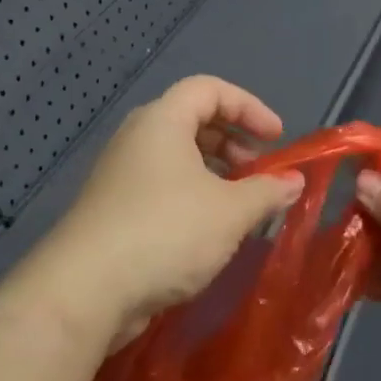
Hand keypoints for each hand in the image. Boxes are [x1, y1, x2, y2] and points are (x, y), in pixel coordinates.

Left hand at [18, 76, 304, 351]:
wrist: (86, 291)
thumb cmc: (166, 232)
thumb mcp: (231, 212)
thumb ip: (267, 191)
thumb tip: (294, 181)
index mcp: (161, 122)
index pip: (209, 89)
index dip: (249, 107)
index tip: (277, 138)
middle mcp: (137, 140)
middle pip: (192, 122)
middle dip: (234, 143)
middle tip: (259, 173)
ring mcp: (121, 176)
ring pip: (177, 160)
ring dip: (215, 175)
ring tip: (241, 207)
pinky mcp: (114, 211)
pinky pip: (163, 189)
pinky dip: (193, 198)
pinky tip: (211, 234)